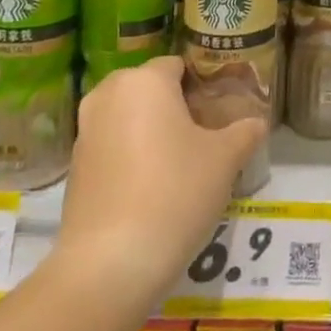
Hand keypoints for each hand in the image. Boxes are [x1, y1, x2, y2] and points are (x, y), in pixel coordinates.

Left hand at [56, 57, 265, 295]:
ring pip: (129, 118)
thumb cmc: (176, 192)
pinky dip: (131, 157)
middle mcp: (108, 95)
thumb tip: (256, 123)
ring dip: (152, 132)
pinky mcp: (74, 169)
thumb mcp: (225, 159)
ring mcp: (86, 132)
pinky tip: (153, 189)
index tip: (222, 112)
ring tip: (181, 164)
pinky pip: (112, 147)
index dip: (203, 86)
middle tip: (205, 137)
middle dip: (176, 107)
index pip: (179, 66)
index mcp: (145, 80)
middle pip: (150, 89)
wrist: (110, 264)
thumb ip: (245, 132)